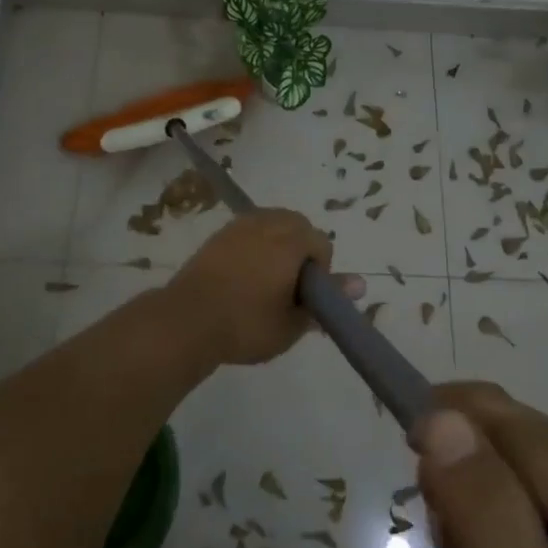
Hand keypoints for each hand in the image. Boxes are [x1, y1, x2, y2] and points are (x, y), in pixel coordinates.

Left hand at [163, 210, 365, 366]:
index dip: (321, 272)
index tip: (305, 298)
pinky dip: (254, 246)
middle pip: (298, 225)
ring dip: (278, 245)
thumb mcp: (292, 323)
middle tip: (289, 288)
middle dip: (301, 251)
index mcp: (291, 241)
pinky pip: (248, 231)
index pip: (321, 243)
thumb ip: (326, 302)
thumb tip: (361, 284)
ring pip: (272, 223)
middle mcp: (267, 223)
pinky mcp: (218, 235)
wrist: (186, 321)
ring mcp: (239, 226)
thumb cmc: (246, 325)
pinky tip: (243, 276)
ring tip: (267, 281)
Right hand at [414, 383, 547, 547]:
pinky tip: (477, 542)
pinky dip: (471, 487)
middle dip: (462, 472)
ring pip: (498, 434)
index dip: (467, 469)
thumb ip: (487, 523)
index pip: (524, 445)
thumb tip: (439, 420)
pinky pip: (501, 451)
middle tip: (448, 542)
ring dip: (461, 481)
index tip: (439, 531)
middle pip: (511, 430)